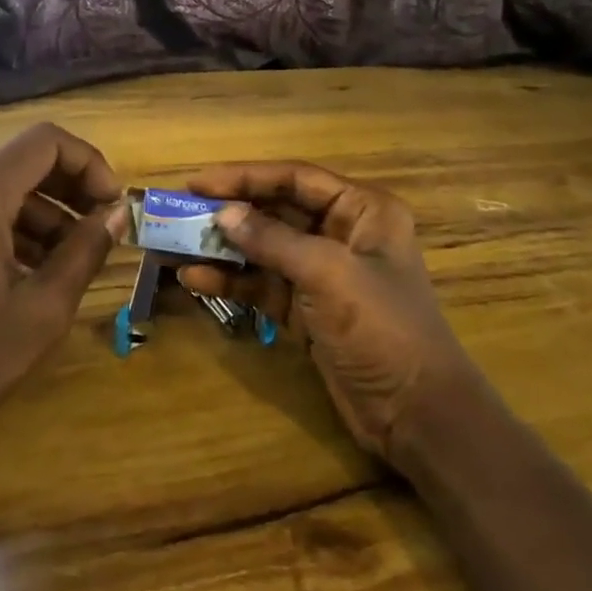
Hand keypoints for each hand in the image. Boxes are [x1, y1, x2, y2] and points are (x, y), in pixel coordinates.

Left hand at [0, 124, 125, 446]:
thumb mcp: (41, 311)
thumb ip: (85, 251)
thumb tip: (116, 213)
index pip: (45, 142)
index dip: (89, 163)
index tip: (111, 206)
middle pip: (21, 160)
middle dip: (69, 188)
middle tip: (100, 229)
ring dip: (42, 210)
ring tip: (71, 257)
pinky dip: (9, 224)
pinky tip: (30, 267)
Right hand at [178, 162, 480, 465]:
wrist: (416, 414)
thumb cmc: (382, 328)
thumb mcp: (328, 274)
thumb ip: (273, 240)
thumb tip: (222, 215)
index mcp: (362, 210)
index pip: (295, 178)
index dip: (245, 176)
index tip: (197, 182)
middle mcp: (343, 234)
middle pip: (276, 211)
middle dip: (230, 213)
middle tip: (180, 212)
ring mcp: (323, 274)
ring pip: (264, 250)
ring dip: (223, 248)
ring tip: (176, 245)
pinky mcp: (307, 310)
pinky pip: (263, 285)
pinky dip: (231, 282)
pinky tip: (194, 279)